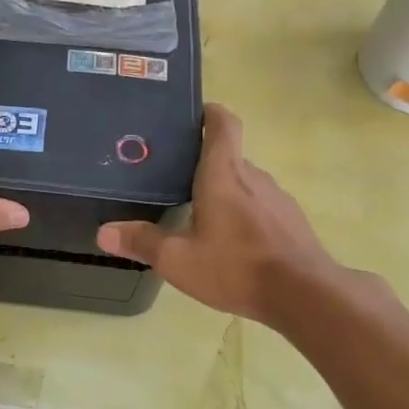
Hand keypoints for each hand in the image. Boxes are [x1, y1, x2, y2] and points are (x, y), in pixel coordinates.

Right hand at [97, 104, 343, 328]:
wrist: (305, 295)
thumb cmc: (236, 267)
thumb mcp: (178, 260)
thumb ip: (141, 242)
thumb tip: (103, 232)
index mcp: (223, 174)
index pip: (222, 124)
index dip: (209, 113)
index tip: (193, 115)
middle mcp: (253, 177)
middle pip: (229, 156)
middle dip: (204, 163)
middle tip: (175, 179)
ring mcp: (277, 199)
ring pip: (245, 184)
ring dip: (224, 192)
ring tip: (199, 214)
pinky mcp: (291, 222)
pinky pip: (261, 207)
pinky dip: (243, 215)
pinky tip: (231, 244)